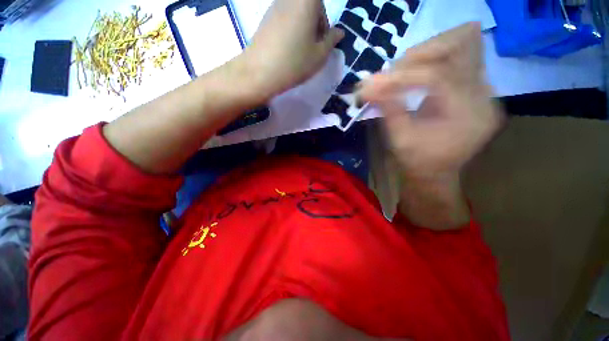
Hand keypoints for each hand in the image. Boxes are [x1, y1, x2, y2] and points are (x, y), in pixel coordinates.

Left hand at [243, 0, 343, 98]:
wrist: (261, 72)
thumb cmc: (295, 62)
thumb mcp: (319, 55)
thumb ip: (331, 41)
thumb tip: (339, 32)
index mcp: (306, 1)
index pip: (320, 3)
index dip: (323, 21)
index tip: (321, 40)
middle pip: (308, 6)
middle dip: (314, 23)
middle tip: (312, 47)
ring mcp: (274, 7)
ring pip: (295, 13)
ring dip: (301, 28)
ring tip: (298, 51)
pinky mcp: (264, 19)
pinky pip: (283, 20)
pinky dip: (289, 31)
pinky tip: (286, 49)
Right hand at [359, 22, 502, 178]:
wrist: (435, 174)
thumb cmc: (417, 162)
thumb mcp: (399, 138)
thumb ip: (387, 108)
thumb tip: (367, 87)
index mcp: (468, 115)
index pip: (438, 76)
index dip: (403, 75)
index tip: (375, 81)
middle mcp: (484, 97)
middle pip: (457, 51)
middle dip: (418, 57)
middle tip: (390, 71)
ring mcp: (482, 91)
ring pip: (458, 51)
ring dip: (425, 56)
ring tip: (399, 72)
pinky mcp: (473, 90)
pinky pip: (455, 62)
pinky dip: (431, 63)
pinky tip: (413, 75)